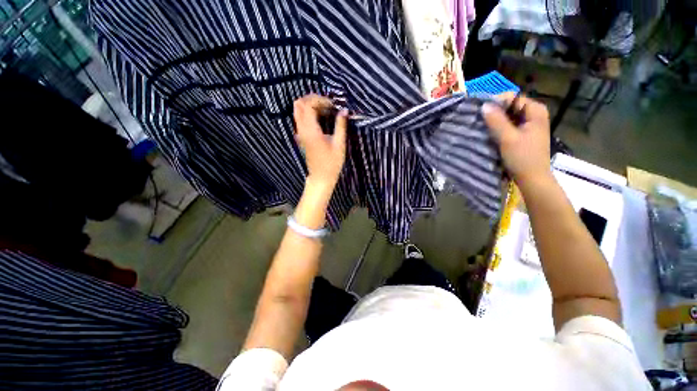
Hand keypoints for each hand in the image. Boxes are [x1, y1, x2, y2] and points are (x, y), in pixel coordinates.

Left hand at [293, 94, 347, 192]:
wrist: (321, 177)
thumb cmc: (332, 163)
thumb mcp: (339, 144)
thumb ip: (341, 126)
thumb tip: (344, 110)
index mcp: (311, 131)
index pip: (308, 105)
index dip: (320, 100)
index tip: (333, 104)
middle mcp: (302, 130)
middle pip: (299, 104)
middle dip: (312, 99)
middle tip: (327, 104)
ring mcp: (300, 133)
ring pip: (298, 111)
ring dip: (310, 106)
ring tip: (325, 110)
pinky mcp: (301, 137)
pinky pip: (300, 119)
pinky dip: (308, 113)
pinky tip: (321, 118)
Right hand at [482, 92, 551, 188]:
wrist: (532, 178)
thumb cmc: (522, 158)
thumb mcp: (507, 138)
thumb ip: (496, 120)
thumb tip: (484, 105)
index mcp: (535, 111)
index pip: (513, 97)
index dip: (497, 102)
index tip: (481, 112)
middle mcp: (534, 114)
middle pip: (510, 106)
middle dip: (495, 112)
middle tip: (479, 121)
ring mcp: (529, 124)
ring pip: (508, 116)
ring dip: (495, 121)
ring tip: (482, 127)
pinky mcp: (523, 134)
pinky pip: (509, 125)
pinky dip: (498, 127)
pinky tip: (489, 133)